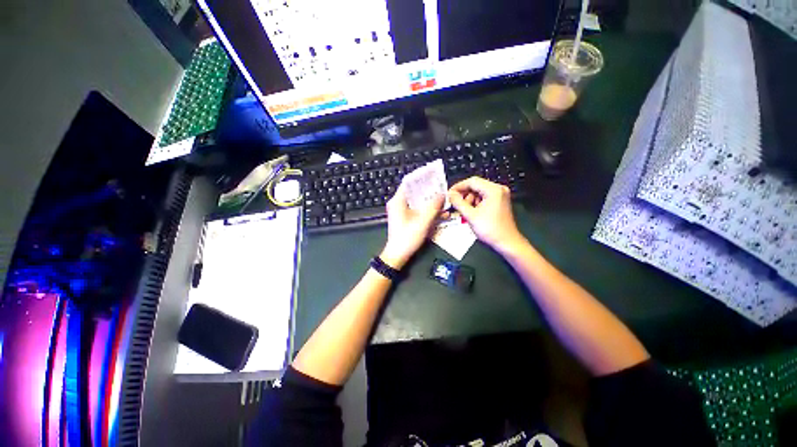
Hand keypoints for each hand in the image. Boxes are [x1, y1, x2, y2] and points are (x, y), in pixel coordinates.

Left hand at [380, 183, 443, 269]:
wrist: (397, 255)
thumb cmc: (407, 238)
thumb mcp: (422, 222)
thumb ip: (433, 207)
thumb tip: (442, 194)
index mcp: (398, 201)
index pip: (409, 182)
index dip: (421, 177)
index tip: (433, 174)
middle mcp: (398, 203)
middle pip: (414, 191)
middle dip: (428, 189)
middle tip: (442, 186)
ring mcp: (401, 211)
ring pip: (417, 201)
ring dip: (429, 201)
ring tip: (443, 199)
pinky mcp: (404, 218)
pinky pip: (417, 209)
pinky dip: (426, 209)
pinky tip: (438, 212)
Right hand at [448, 176, 524, 252]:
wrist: (507, 242)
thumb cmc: (490, 229)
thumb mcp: (470, 215)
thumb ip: (458, 202)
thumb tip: (450, 194)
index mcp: (493, 190)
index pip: (472, 181)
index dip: (458, 187)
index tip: (449, 194)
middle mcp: (498, 189)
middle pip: (475, 186)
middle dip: (464, 194)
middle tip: (455, 203)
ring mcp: (500, 195)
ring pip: (479, 192)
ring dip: (469, 199)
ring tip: (463, 210)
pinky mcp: (499, 202)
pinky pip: (484, 197)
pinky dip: (475, 202)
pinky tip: (471, 211)